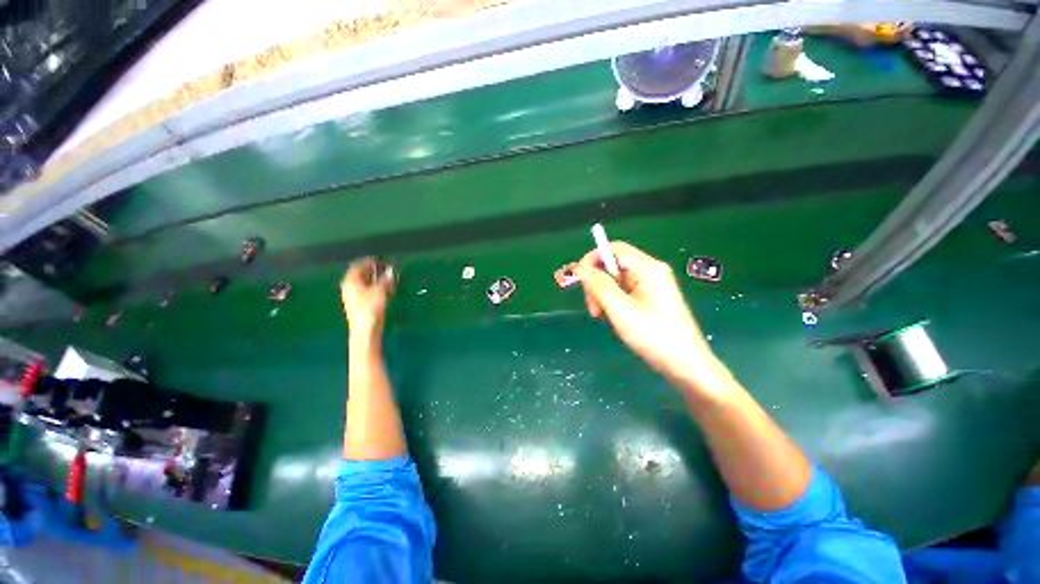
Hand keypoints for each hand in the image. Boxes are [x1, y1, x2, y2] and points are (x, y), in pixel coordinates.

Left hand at [340, 257, 395, 336]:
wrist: (365, 330)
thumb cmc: (370, 308)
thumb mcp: (380, 291)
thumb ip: (385, 279)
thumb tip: (390, 270)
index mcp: (350, 281)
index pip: (358, 265)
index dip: (370, 262)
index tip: (381, 260)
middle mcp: (348, 287)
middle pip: (361, 274)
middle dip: (374, 271)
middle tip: (386, 269)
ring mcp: (352, 296)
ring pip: (364, 283)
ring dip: (376, 281)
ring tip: (388, 280)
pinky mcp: (358, 305)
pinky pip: (366, 291)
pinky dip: (375, 289)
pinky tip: (385, 291)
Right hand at [575, 242, 731, 394]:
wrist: (685, 365)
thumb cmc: (654, 336)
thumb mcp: (621, 310)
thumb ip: (599, 286)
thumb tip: (581, 268)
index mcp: (648, 268)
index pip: (614, 249)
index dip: (592, 259)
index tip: (578, 280)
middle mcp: (651, 271)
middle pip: (613, 265)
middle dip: (597, 283)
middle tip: (594, 310)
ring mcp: (652, 285)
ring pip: (616, 280)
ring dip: (603, 295)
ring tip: (603, 317)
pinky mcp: (650, 298)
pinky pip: (624, 292)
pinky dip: (613, 302)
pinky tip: (615, 318)